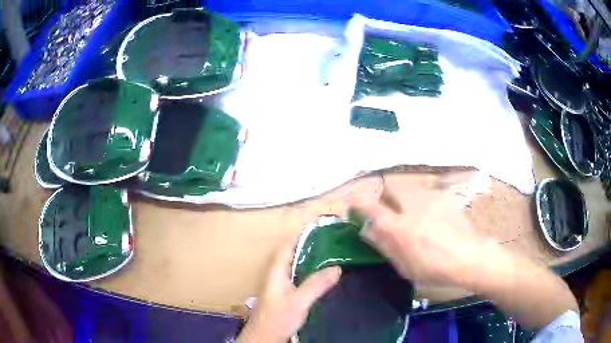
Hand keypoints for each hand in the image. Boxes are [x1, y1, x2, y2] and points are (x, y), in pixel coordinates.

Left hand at [237, 239, 341, 342]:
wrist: (266, 337)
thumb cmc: (278, 317)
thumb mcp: (299, 300)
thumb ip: (316, 284)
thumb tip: (337, 266)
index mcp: (276, 270)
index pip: (288, 245)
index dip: (302, 234)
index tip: (321, 227)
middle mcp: (277, 274)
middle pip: (293, 253)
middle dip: (310, 245)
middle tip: (332, 240)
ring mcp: (281, 285)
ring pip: (297, 265)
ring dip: (311, 258)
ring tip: (332, 254)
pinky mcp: (286, 295)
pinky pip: (300, 277)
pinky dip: (311, 272)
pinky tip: (324, 276)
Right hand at [347, 173, 498, 287]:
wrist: (471, 258)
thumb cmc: (435, 268)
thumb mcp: (404, 266)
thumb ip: (384, 245)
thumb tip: (367, 229)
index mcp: (400, 227)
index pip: (372, 207)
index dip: (358, 202)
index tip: (351, 202)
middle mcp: (413, 206)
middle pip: (391, 188)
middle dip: (384, 195)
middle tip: (387, 209)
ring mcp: (432, 199)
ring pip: (409, 188)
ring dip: (403, 197)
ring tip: (410, 213)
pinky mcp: (446, 197)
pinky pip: (427, 193)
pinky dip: (421, 201)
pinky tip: (431, 216)